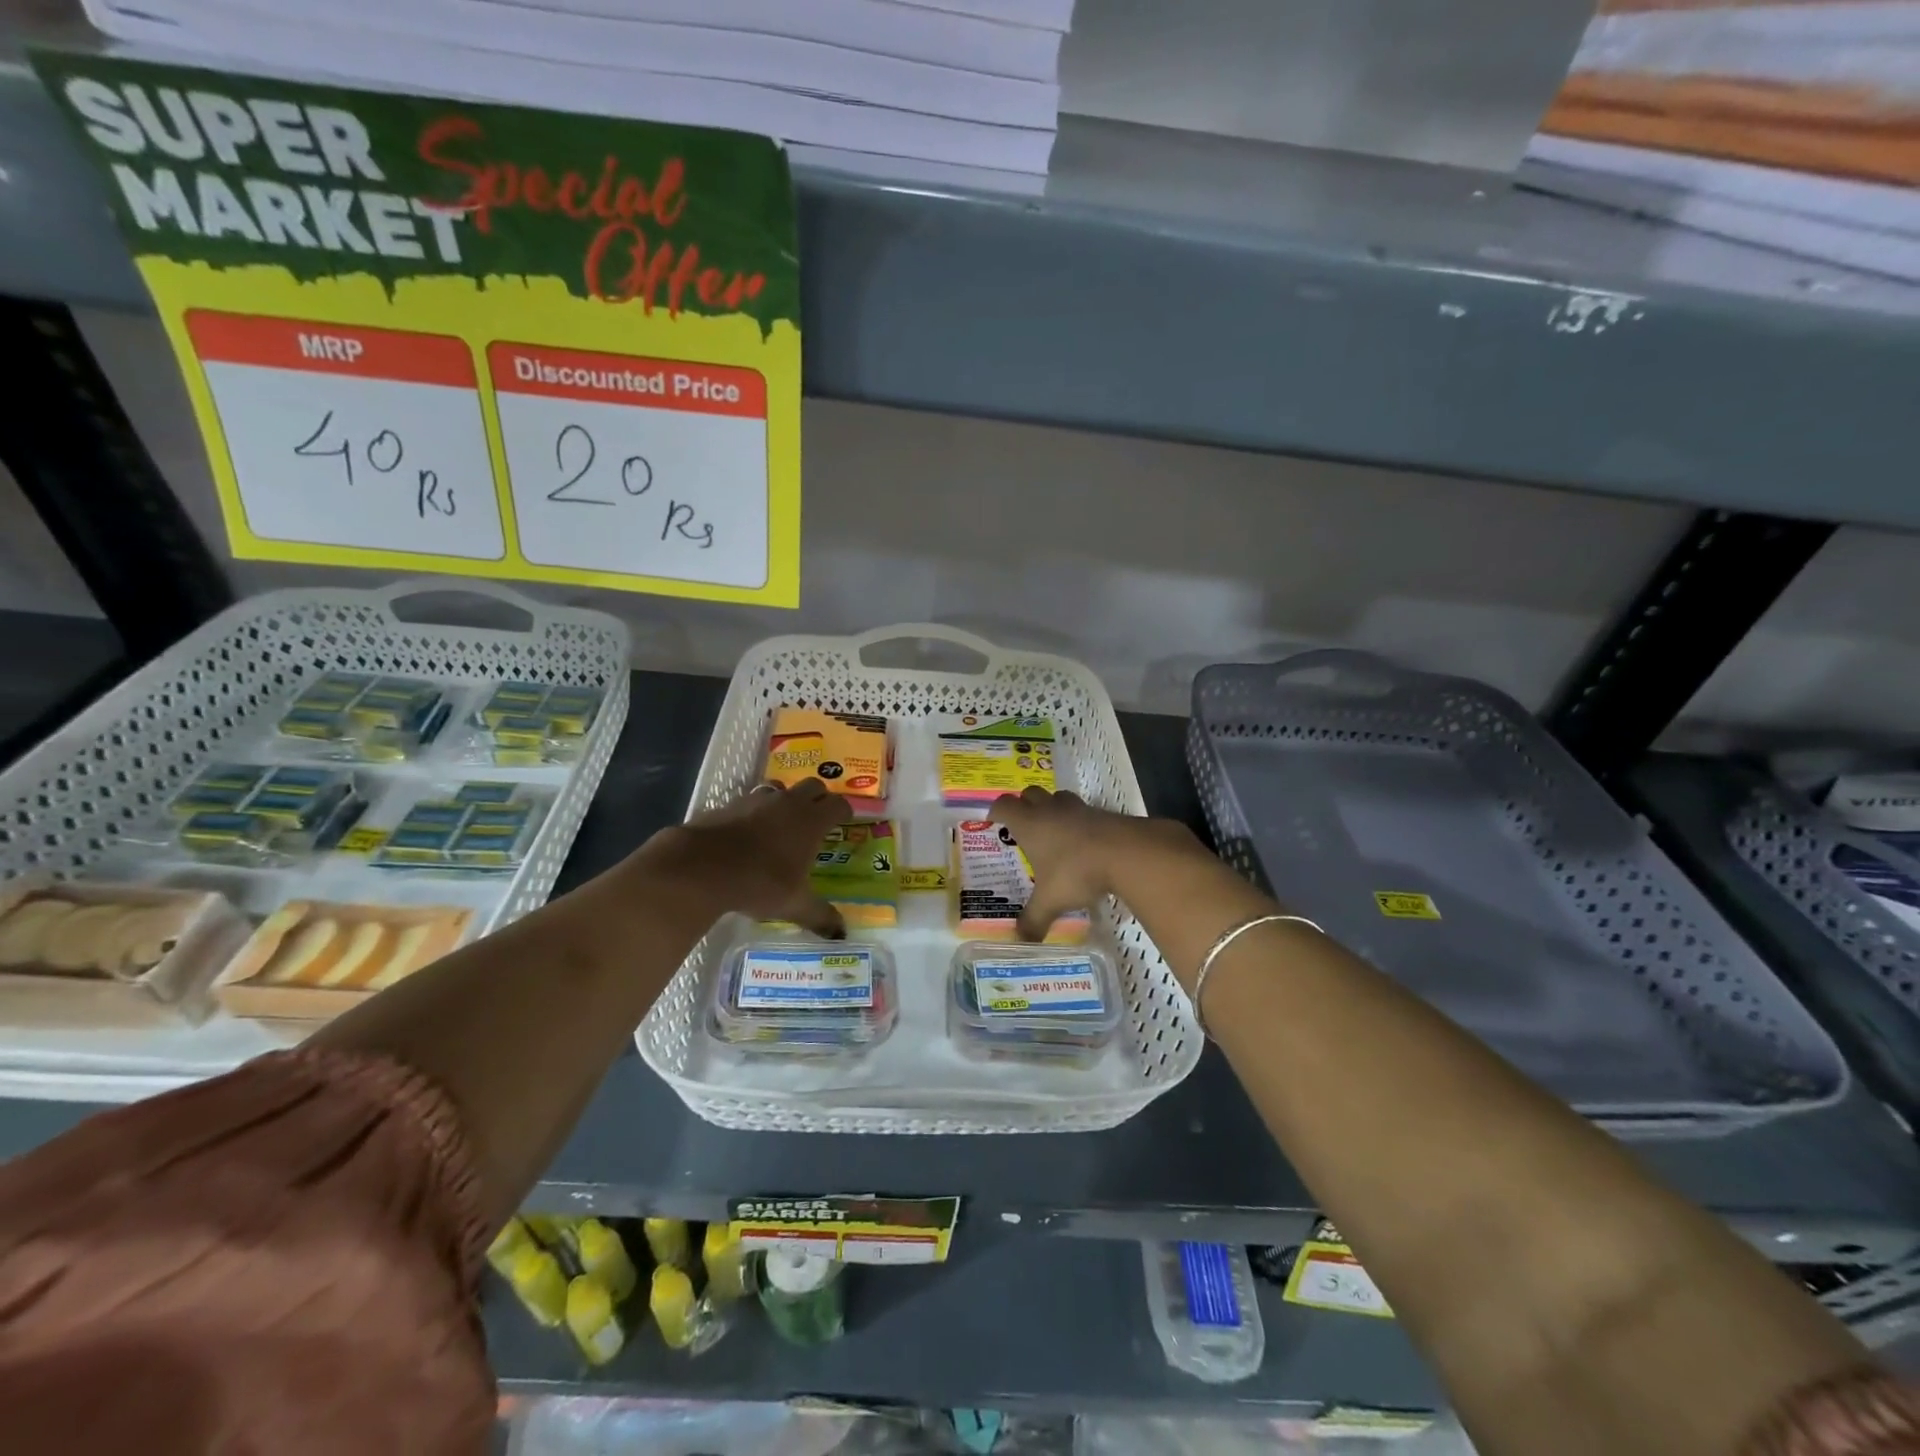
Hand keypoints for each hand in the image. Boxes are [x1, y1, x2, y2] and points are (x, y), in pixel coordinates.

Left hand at [641, 779, 851, 937]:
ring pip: (781, 788)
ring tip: (783, 822)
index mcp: (811, 821)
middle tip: (818, 818)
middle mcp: (789, 803)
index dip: (844, 811)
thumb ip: (820, 916)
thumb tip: (842, 934)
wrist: (702, 865)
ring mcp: (758, 799)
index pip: (839, 804)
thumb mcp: (793, 904)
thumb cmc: (760, 882)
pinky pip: (752, 799)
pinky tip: (749, 832)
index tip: (844, 821)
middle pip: (814, 785)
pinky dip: (757, 810)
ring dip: (787, 799)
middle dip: (819, 798)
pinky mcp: (730, 803)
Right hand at [988, 787, 1206, 940]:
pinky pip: (1082, 810)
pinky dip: (1077, 821)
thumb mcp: (1051, 901)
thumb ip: (1034, 920)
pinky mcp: (1101, 813)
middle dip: (1023, 805)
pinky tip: (1082, 842)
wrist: (1125, 852)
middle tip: (1023, 826)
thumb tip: (1020, 940)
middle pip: (1029, 793)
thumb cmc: (1076, 871)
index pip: (1004, 805)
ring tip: (1052, 831)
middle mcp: (1049, 810)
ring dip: (1051, 808)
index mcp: (1029, 824)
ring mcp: (1077, 808)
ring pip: (1057, 797)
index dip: (996, 811)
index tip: (993, 822)